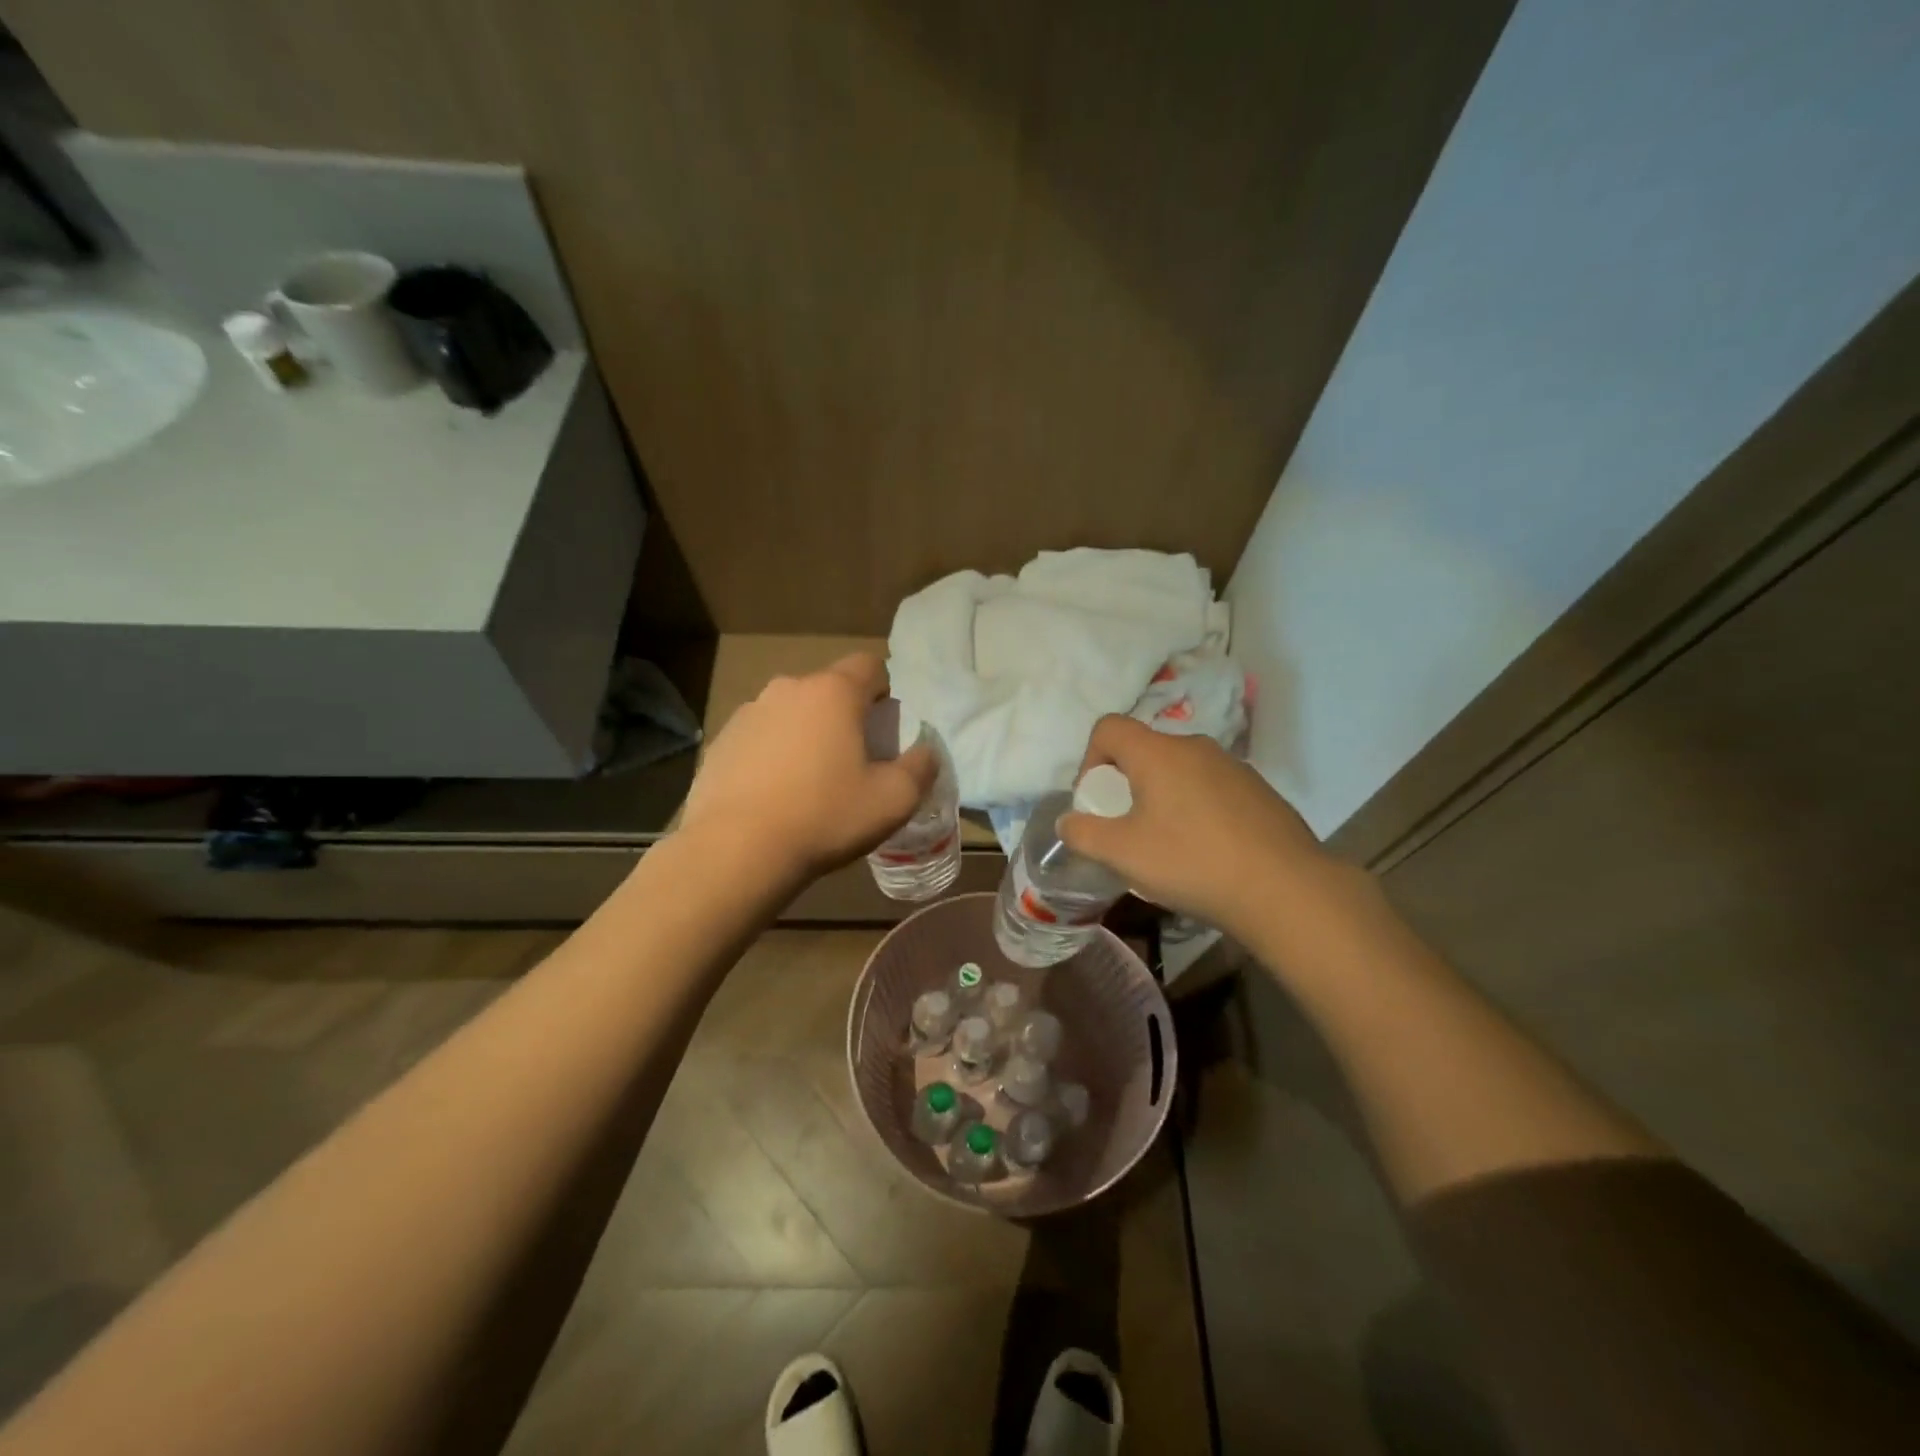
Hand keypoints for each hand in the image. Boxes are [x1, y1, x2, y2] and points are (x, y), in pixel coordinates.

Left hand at [679, 653, 937, 882]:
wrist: (736, 851)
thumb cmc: (824, 817)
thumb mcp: (893, 800)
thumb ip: (920, 767)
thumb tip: (925, 752)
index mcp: (833, 692)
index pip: (870, 665)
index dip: (884, 692)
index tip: (885, 730)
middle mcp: (788, 688)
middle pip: (828, 690)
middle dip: (845, 716)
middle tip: (852, 761)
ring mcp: (748, 713)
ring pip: (791, 713)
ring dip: (805, 734)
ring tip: (808, 783)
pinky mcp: (720, 741)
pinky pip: (759, 737)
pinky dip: (772, 755)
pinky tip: (773, 795)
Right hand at [1057, 715, 1348, 940]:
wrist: (1286, 889)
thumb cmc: (1192, 863)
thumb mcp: (1122, 854)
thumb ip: (1084, 834)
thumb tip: (1068, 822)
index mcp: (1158, 752)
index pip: (1108, 727)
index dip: (1090, 759)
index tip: (1097, 802)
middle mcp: (1195, 747)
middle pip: (1144, 750)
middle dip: (1125, 784)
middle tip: (1127, 829)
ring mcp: (1233, 766)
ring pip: (1179, 770)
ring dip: (1161, 797)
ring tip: (1168, 844)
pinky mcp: (1258, 790)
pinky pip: (1210, 788)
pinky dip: (1196, 808)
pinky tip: (1207, 850)